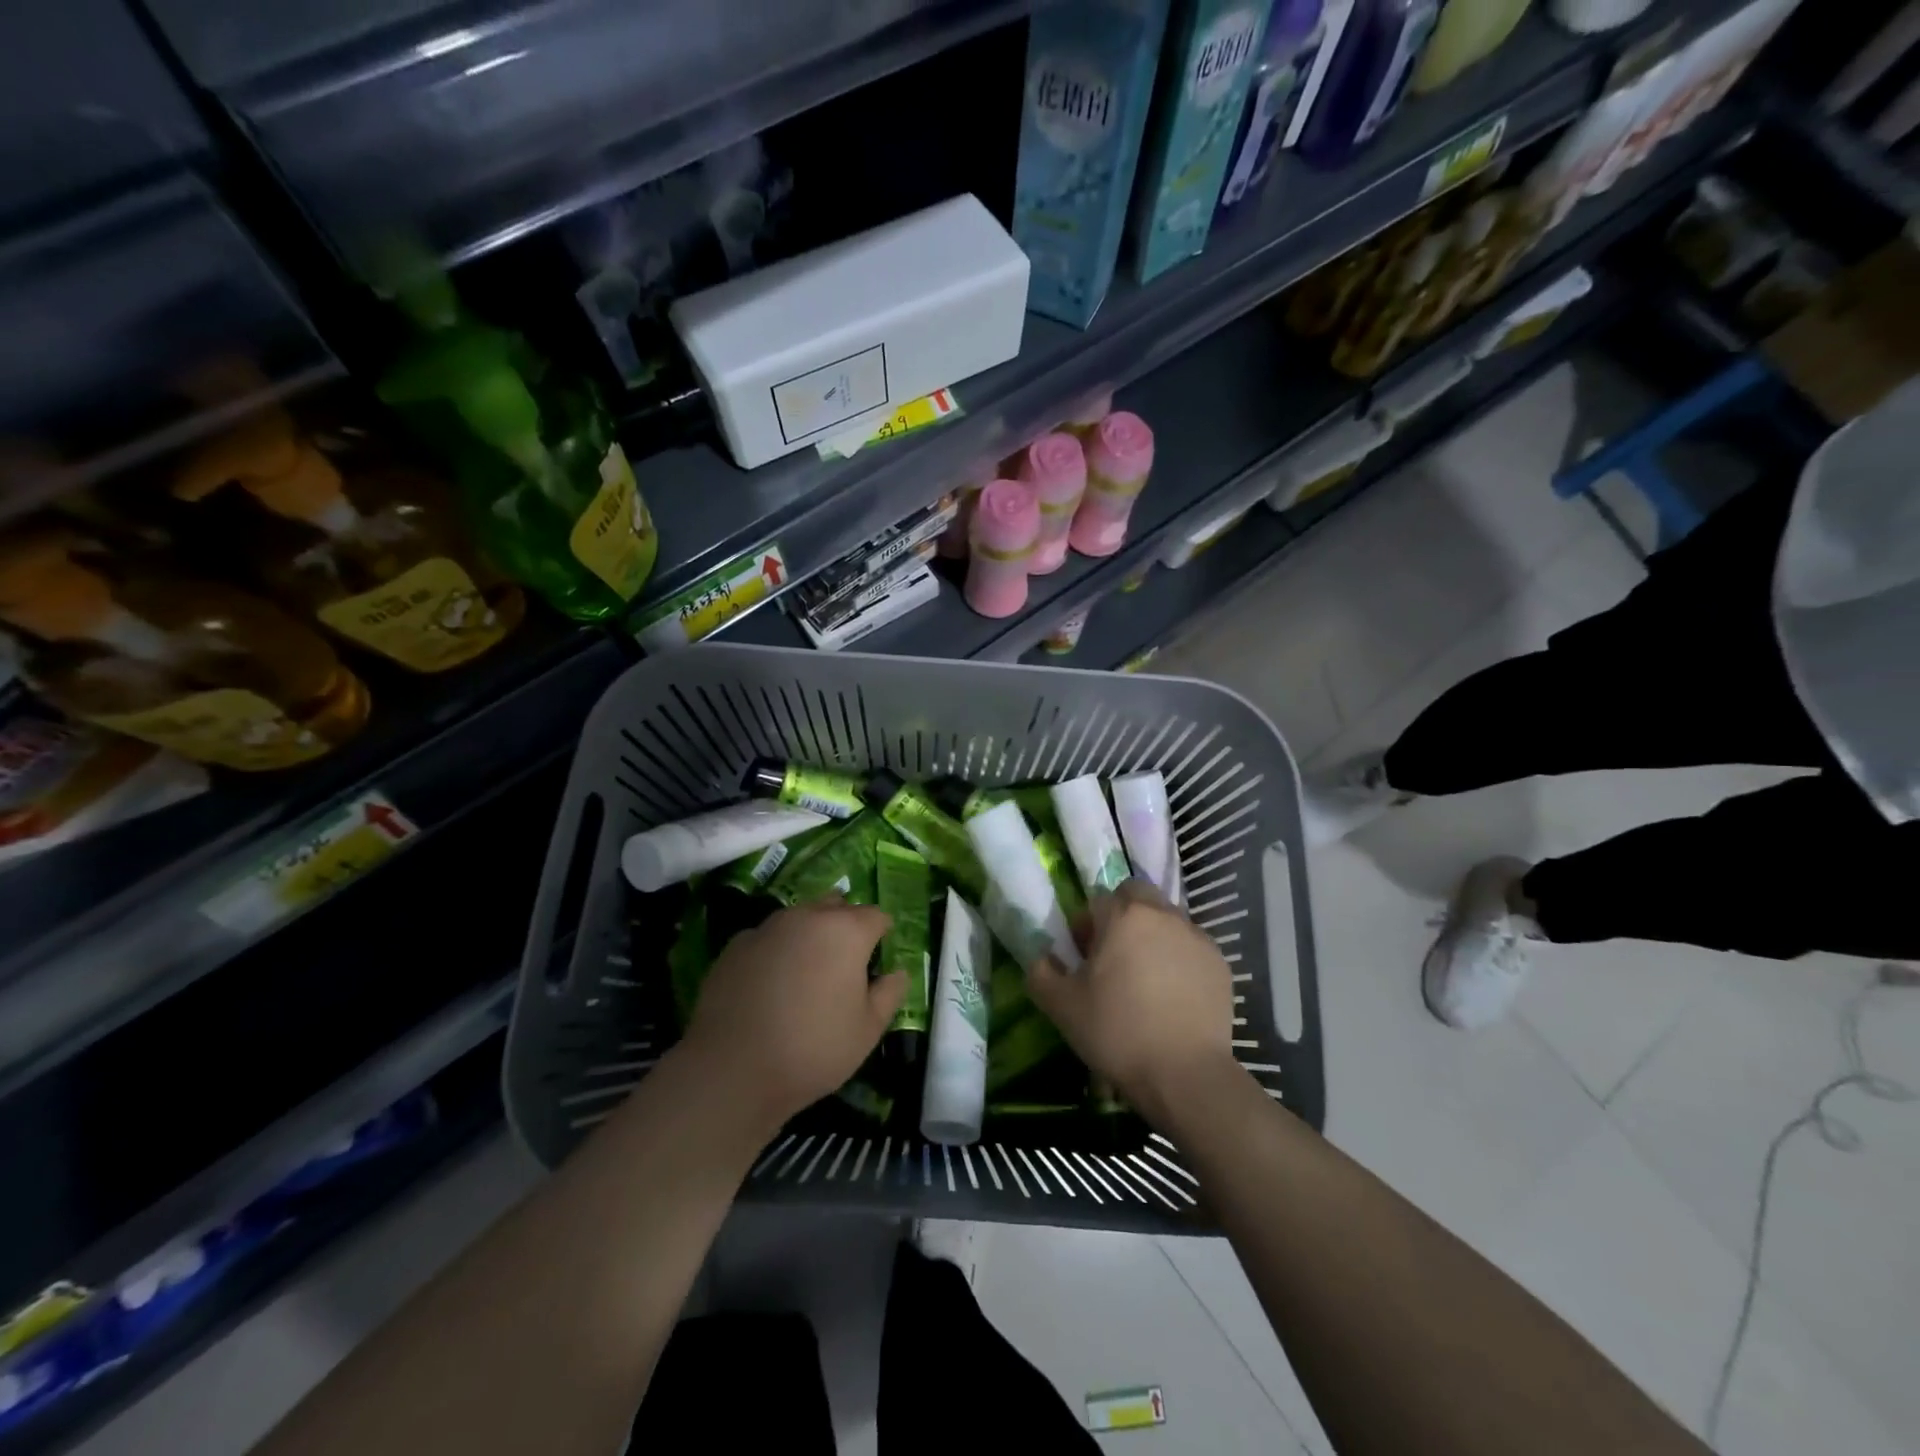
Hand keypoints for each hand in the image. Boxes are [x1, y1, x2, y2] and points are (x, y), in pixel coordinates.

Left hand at [675, 899, 905, 1130]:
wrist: (732, 1070)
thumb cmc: (813, 1048)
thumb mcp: (868, 1029)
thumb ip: (889, 993)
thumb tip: (896, 972)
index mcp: (846, 931)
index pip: (876, 916)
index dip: (881, 935)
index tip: (878, 961)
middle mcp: (807, 917)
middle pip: (836, 907)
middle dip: (845, 926)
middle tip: (845, 964)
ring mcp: (767, 927)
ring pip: (799, 918)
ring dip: (809, 935)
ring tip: (806, 973)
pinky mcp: (735, 946)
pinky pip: (768, 938)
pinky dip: (776, 951)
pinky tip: (771, 984)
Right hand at [1025, 879, 1236, 1126]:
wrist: (1185, 1075)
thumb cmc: (1117, 1032)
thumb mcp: (1061, 1007)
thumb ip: (1040, 972)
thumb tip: (1042, 958)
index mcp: (1124, 916)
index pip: (1098, 901)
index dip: (1086, 926)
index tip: (1083, 959)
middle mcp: (1163, 915)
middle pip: (1137, 896)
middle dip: (1122, 915)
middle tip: (1114, 957)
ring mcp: (1197, 937)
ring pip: (1166, 919)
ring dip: (1152, 935)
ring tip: (1145, 977)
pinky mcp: (1220, 963)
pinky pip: (1190, 947)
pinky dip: (1178, 958)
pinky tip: (1172, 995)